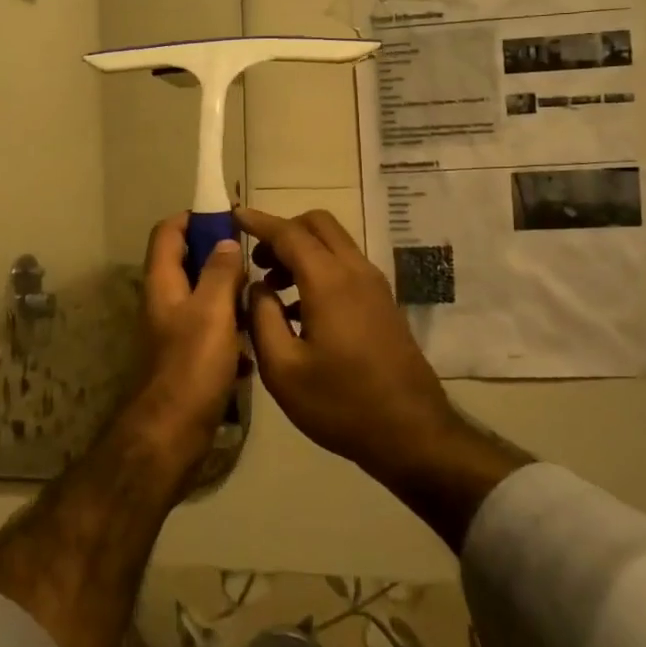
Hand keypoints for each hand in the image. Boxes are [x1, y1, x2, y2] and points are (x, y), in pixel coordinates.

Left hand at [124, 214, 248, 470]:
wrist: (172, 433)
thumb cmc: (192, 366)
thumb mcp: (212, 311)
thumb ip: (220, 273)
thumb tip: (226, 243)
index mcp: (163, 284)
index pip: (168, 233)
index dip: (192, 218)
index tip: (225, 217)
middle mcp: (164, 302)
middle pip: (187, 263)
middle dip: (218, 256)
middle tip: (253, 258)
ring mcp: (174, 332)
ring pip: (203, 298)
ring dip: (228, 294)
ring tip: (260, 297)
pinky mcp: (187, 358)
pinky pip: (211, 331)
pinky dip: (230, 330)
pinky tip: (252, 344)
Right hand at [234, 206, 461, 480]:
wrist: (412, 432)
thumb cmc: (341, 404)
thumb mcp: (283, 370)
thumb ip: (262, 319)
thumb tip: (257, 287)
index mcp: (329, 281)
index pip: (289, 233)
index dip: (259, 221)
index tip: (233, 214)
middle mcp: (355, 271)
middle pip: (318, 225)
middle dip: (283, 231)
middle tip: (256, 260)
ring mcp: (374, 286)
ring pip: (334, 244)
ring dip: (302, 251)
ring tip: (272, 287)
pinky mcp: (383, 303)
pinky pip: (346, 266)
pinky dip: (319, 268)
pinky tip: (299, 309)